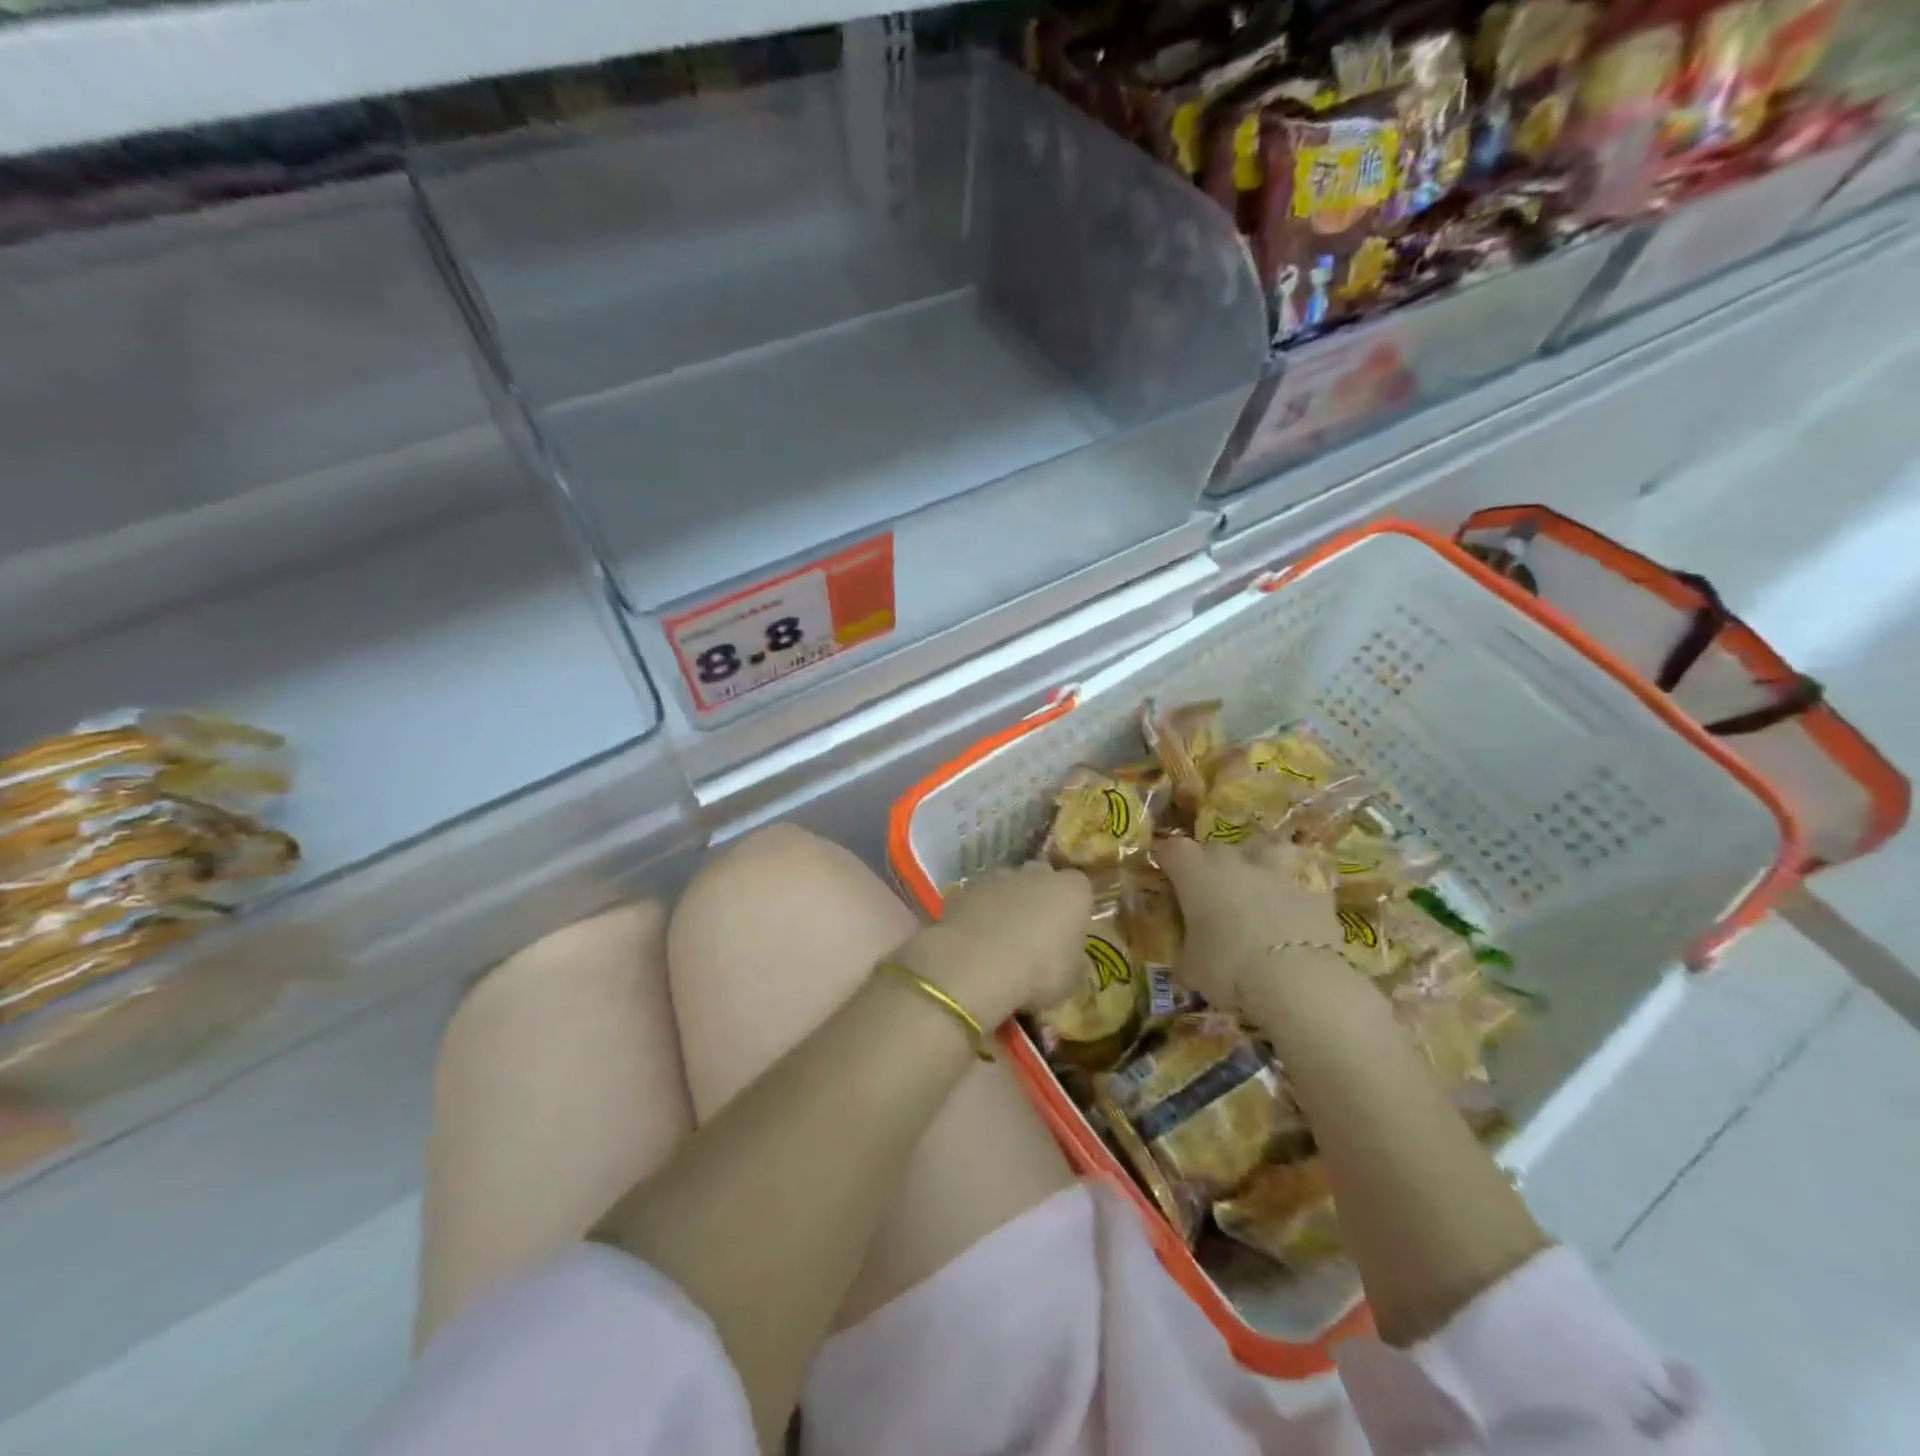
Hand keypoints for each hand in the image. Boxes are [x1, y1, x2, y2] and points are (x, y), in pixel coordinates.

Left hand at [897, 862, 1092, 1027]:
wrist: (977, 964)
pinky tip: (973, 943)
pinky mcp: (964, 890)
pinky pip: (977, 900)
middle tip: (1034, 935)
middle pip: (1041, 879)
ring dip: (1005, 906)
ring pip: (1005, 887)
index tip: (1068, 933)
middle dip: (1038, 900)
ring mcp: (996, 878)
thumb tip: (1065, 956)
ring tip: (999, 942)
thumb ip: (1071, 959)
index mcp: (1070, 891)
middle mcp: (1035, 874)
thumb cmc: (1038, 972)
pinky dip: (976, 915)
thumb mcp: (1071, 979)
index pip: (1080, 887)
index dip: (1074, 909)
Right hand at [1157, 836, 1346, 1010]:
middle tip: (1208, 891)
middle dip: (1209, 864)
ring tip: (1257, 882)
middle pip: (1215, 848)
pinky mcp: (1314, 894)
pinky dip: (1294, 898)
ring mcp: (1277, 873)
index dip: (1166, 859)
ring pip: (1266, 849)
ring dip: (1259, 860)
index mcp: (1196, 873)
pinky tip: (1293, 918)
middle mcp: (1234, 862)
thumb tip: (1186, 965)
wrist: (1297, 980)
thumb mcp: (1192, 970)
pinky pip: (1300, 887)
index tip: (1164, 873)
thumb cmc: (1228, 967)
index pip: (1172, 850)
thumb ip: (1187, 957)